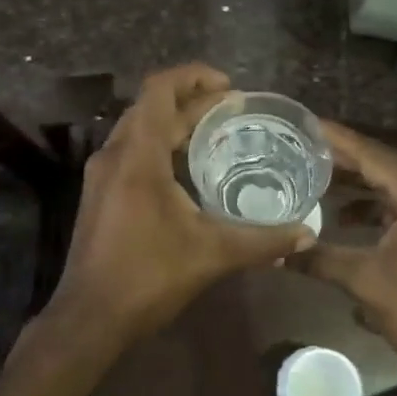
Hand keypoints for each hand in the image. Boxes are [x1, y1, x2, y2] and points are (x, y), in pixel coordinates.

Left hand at [46, 64, 315, 344]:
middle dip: (192, 100)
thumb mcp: (211, 255)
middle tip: (234, 110)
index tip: (229, 86)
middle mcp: (114, 155)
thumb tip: (307, 235)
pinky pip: (132, 152)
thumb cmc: (148, 277)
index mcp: (138, 156)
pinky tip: (187, 170)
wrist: (89, 319)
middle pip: (151, 107)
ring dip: (174, 123)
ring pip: (139, 129)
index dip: (194, 76)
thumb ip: (262, 241)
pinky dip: (160, 146)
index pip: (159, 90)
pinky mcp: (100, 195)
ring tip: (214, 132)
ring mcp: (102, 175)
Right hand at [294, 123, 396, 376]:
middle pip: (379, 165)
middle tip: (300, 144)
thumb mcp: (363, 281)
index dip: (338, 140)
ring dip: (352, 180)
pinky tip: (338, 213)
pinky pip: (391, 204)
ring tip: (311, 172)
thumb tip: (275, 252)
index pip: (372, 156)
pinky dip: (366, 204)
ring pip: (385, 184)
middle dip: (341, 156)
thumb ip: (319, 259)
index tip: (306, 124)